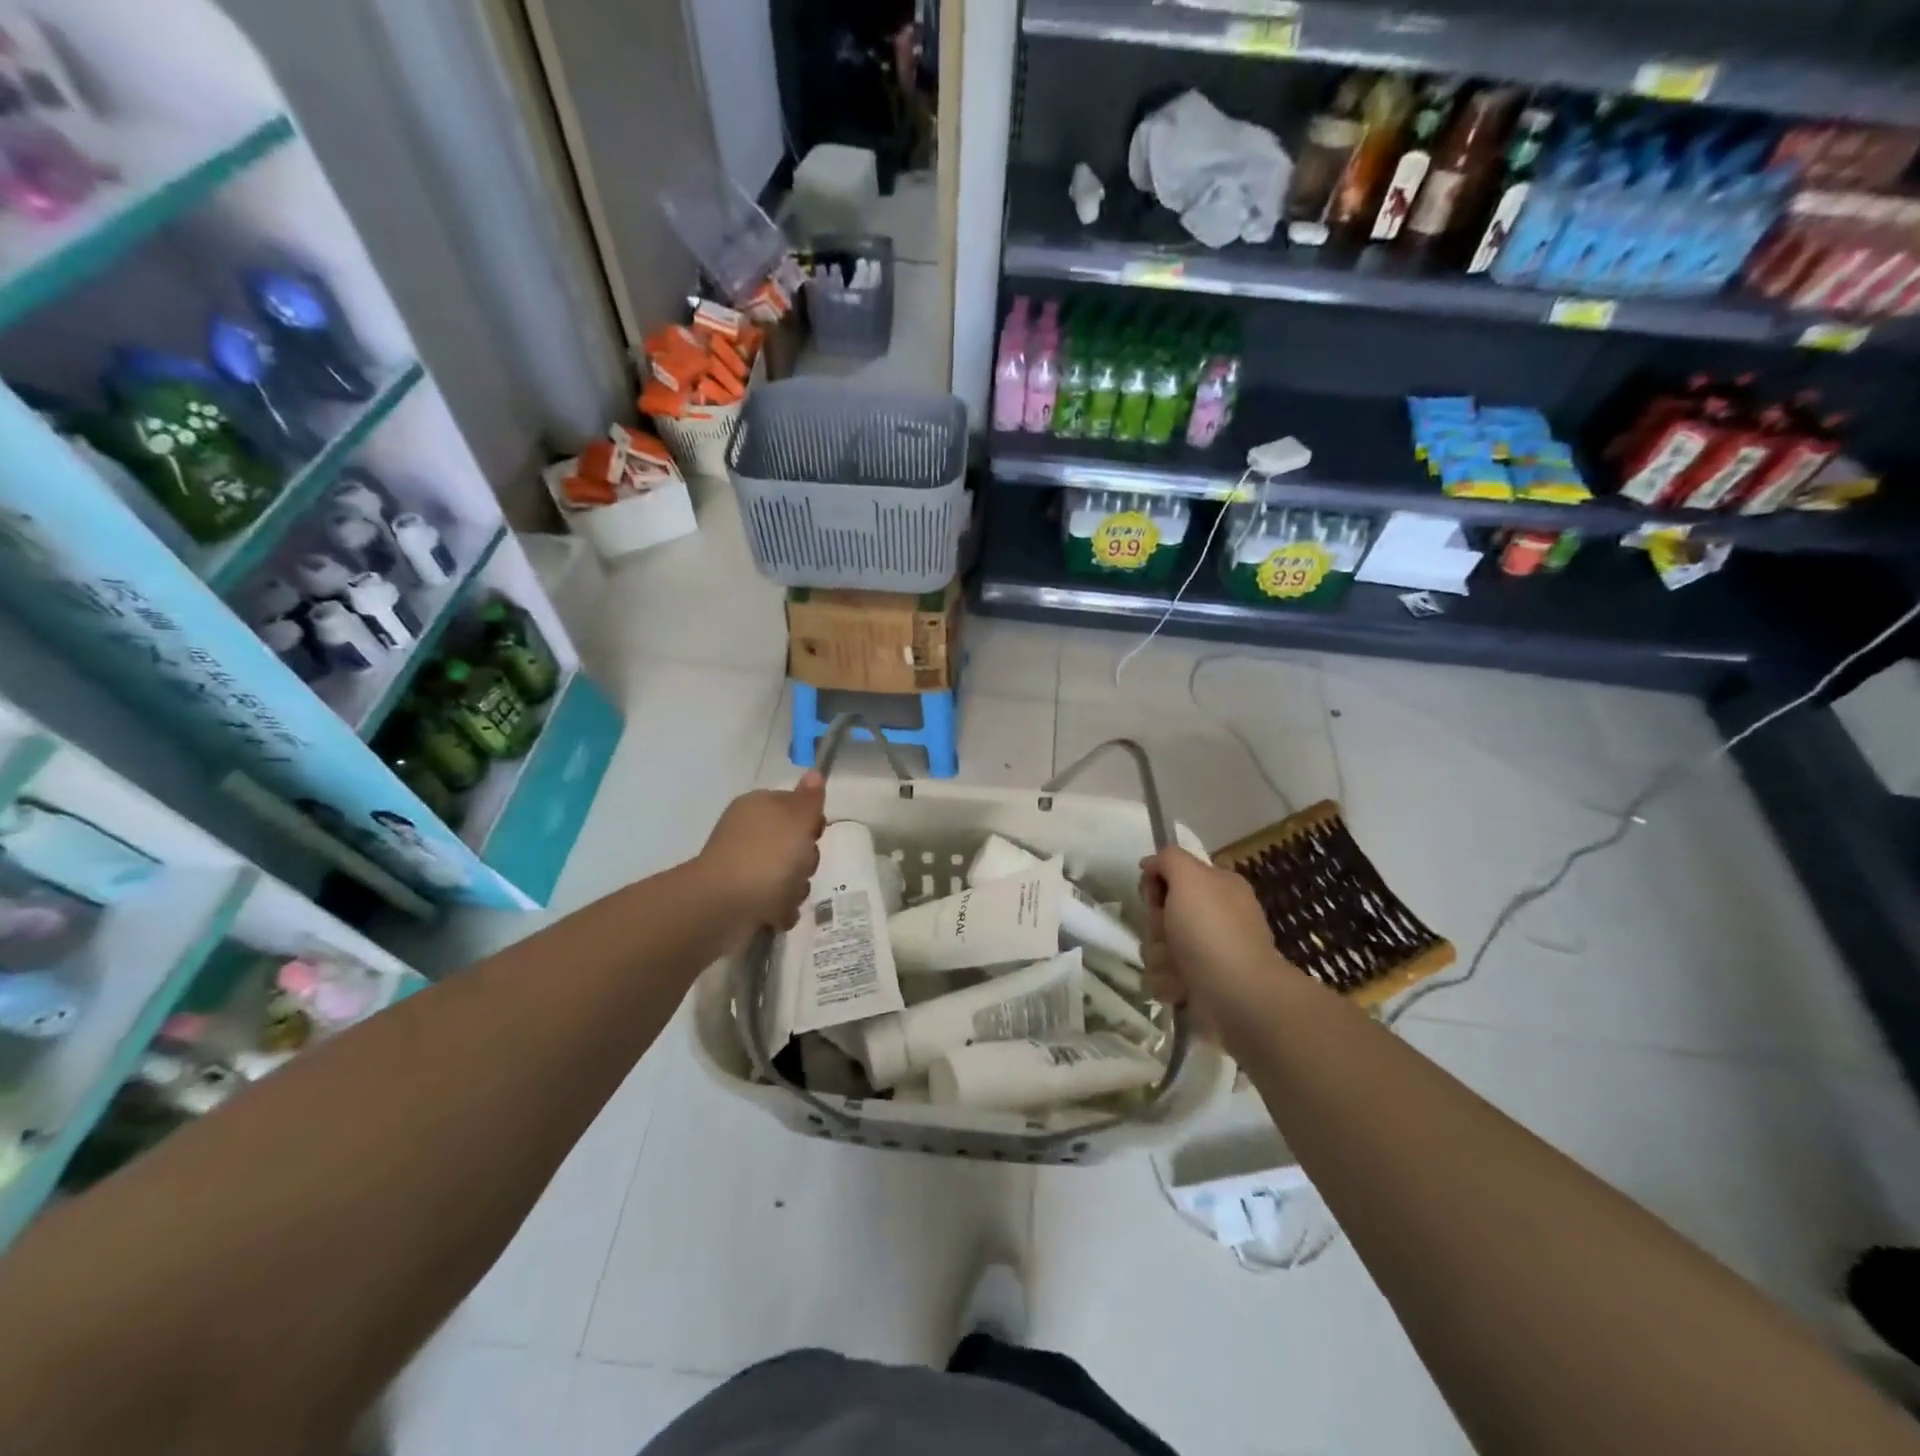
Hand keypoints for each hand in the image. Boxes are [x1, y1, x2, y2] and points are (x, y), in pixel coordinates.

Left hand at [700, 774, 826, 933]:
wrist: (722, 906)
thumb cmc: (766, 856)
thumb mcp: (797, 820)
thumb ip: (809, 799)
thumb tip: (813, 772)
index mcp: (759, 806)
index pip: (796, 806)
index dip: (811, 822)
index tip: (814, 835)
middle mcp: (749, 832)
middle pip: (795, 844)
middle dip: (805, 860)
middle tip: (799, 867)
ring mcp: (744, 865)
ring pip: (789, 874)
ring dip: (795, 888)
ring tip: (784, 896)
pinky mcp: (741, 896)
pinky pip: (774, 900)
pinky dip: (779, 908)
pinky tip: (776, 914)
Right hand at [1139, 845, 1293, 1039]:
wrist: (1238, 996)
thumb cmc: (1212, 930)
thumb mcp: (1190, 877)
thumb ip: (1168, 859)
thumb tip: (1151, 865)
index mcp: (1218, 887)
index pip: (1172, 876)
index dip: (1157, 885)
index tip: (1155, 896)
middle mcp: (1214, 917)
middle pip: (1161, 913)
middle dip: (1156, 926)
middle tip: (1168, 934)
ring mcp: (1207, 953)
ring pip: (1158, 946)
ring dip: (1159, 957)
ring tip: (1177, 968)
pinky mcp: (1198, 985)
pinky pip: (1163, 977)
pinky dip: (1167, 982)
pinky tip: (1181, 988)